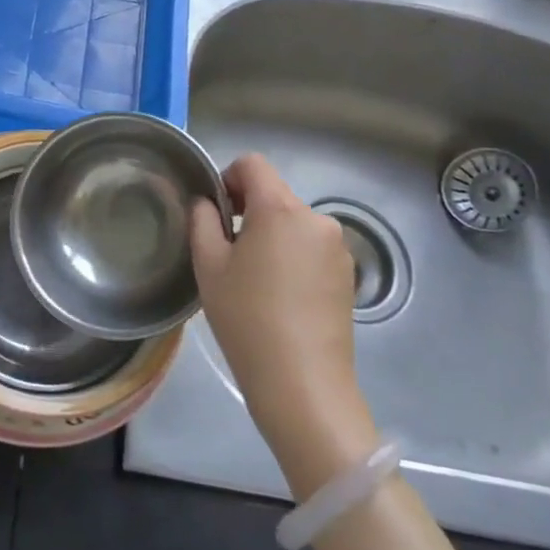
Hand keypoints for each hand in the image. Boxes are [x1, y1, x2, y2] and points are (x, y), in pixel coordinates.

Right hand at [190, 154, 377, 484]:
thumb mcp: (208, 265)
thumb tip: (207, 203)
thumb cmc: (246, 318)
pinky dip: (291, 257)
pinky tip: (278, 297)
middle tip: (227, 253)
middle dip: (247, 212)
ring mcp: (337, 249)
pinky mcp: (347, 277)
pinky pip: (310, 249)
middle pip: (274, 195)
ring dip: (270, 236)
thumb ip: (202, 221)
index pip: (253, 164)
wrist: (302, 385)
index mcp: (280, 209)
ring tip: (253, 280)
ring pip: (292, 223)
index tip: (215, 214)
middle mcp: (316, 219)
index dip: (227, 178)